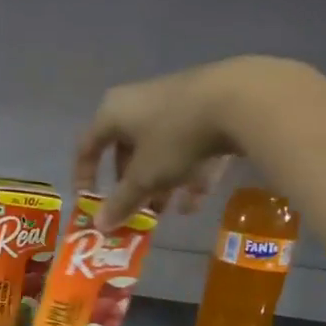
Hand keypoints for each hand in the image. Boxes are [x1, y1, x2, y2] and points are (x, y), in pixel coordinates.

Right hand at [73, 57, 305, 228]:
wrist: (241, 99)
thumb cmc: (175, 137)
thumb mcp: (145, 177)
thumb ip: (122, 202)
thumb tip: (99, 225)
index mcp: (113, 112)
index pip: (87, 147)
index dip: (84, 178)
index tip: (90, 205)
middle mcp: (139, 103)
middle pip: (127, 150)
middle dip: (132, 185)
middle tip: (135, 210)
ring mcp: (175, 102)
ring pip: (160, 150)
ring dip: (161, 183)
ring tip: (168, 211)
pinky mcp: (207, 107)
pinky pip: (189, 145)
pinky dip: (189, 172)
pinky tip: (197, 201)